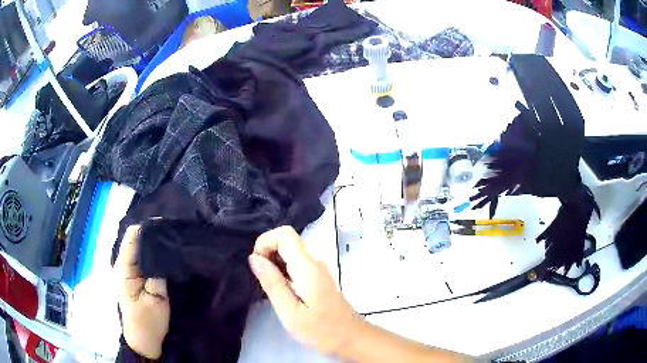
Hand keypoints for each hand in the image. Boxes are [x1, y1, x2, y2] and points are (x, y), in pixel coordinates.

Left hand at [116, 225, 169, 358]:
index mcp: (125, 268)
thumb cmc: (148, 322)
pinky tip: (165, 255)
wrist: (143, 340)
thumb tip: (162, 249)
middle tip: (174, 235)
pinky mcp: (134, 277)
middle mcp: (123, 264)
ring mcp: (128, 270)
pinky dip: (153, 254)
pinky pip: (142, 258)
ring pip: (140, 248)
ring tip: (173, 243)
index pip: (132, 237)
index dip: (148, 228)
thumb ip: (156, 273)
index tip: (167, 227)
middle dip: (153, 235)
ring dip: (154, 244)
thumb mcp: (156, 299)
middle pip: (136, 239)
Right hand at [249, 226, 359, 354]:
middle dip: (267, 252)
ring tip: (271, 288)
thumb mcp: (290, 312)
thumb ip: (272, 283)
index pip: (284, 234)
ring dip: (274, 262)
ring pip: (291, 250)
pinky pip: (296, 262)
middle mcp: (314, 261)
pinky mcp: (318, 276)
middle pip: (287, 240)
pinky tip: (282, 291)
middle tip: (262, 280)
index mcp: (307, 267)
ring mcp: (318, 268)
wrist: (351, 338)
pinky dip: (283, 269)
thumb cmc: (321, 330)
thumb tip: (254, 257)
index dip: (265, 242)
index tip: (257, 265)